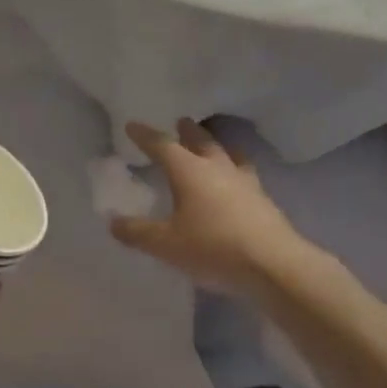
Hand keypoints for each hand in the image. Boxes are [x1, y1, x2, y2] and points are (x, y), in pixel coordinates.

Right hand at [110, 119, 328, 296]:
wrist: (273, 265)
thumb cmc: (212, 248)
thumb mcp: (165, 244)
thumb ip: (137, 232)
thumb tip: (113, 221)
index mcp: (189, 171)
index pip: (162, 145)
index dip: (145, 135)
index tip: (132, 126)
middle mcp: (217, 168)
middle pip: (201, 141)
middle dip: (187, 132)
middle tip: (180, 122)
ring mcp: (244, 182)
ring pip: (228, 154)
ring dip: (216, 145)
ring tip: (213, 145)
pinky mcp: (263, 200)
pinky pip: (245, 173)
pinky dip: (234, 168)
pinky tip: (236, 180)